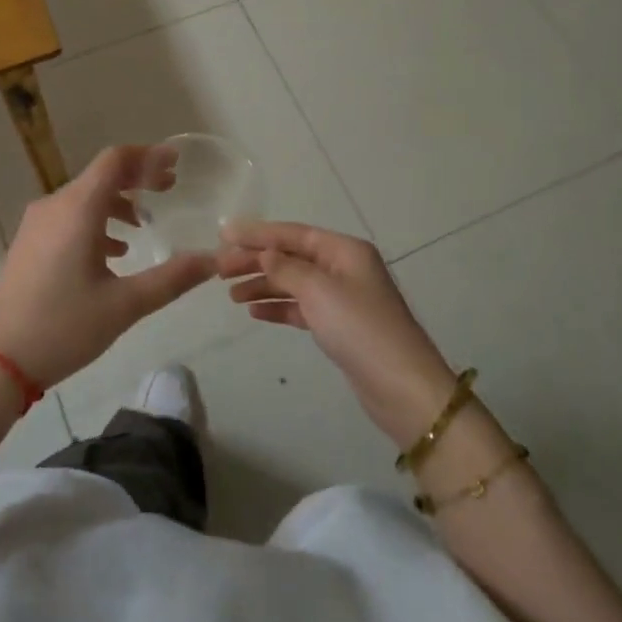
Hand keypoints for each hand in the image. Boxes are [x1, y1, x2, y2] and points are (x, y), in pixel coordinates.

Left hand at [0, 145, 217, 389]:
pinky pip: (68, 217)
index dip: (148, 156)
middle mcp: (55, 206)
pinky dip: (96, 221)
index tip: (176, 163)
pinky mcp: (28, 244)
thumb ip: (171, 279)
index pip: (116, 160)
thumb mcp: (124, 305)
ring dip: (116, 202)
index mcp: (78, 209)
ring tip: (144, 224)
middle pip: (101, 176)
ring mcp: (37, 225)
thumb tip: (212, 261)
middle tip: (169, 189)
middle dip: (137, 178)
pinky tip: (112, 252)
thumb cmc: (61, 326)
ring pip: (84, 198)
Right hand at [218, 222, 456, 447]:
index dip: (257, 233)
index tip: (223, 234)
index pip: (293, 234)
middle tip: (219, 268)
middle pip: (291, 257)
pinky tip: (254, 312)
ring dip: (263, 285)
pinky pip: (301, 307)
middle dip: (256, 260)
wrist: (402, 388)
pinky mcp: (339, 326)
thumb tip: (264, 253)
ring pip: (293, 283)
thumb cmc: (360, 329)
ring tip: (230, 293)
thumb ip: (286, 268)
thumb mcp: (319, 291)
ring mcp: (342, 298)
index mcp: (344, 250)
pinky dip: (278, 307)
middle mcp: (344, 267)